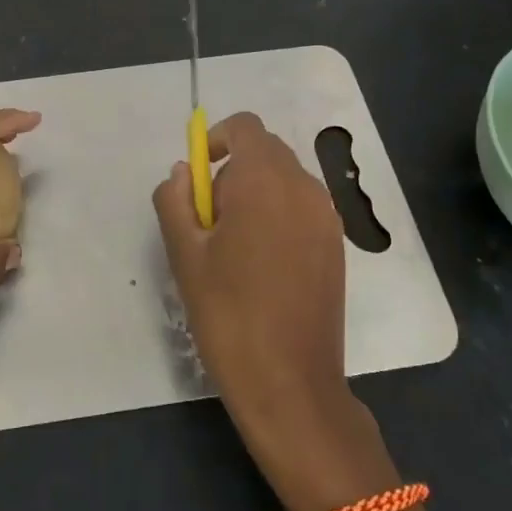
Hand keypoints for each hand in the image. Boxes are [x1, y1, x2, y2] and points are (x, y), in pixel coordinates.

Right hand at [153, 112, 394, 510]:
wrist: (290, 383)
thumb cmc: (228, 313)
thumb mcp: (184, 254)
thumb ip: (175, 199)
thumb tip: (182, 173)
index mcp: (264, 180)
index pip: (244, 127)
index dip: (216, 140)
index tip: (197, 178)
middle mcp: (303, 187)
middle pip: (265, 151)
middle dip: (232, 170)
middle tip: (209, 220)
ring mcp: (326, 217)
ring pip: (284, 179)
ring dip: (255, 193)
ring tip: (233, 246)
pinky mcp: (336, 245)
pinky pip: (301, 207)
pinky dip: (277, 214)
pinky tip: (262, 264)